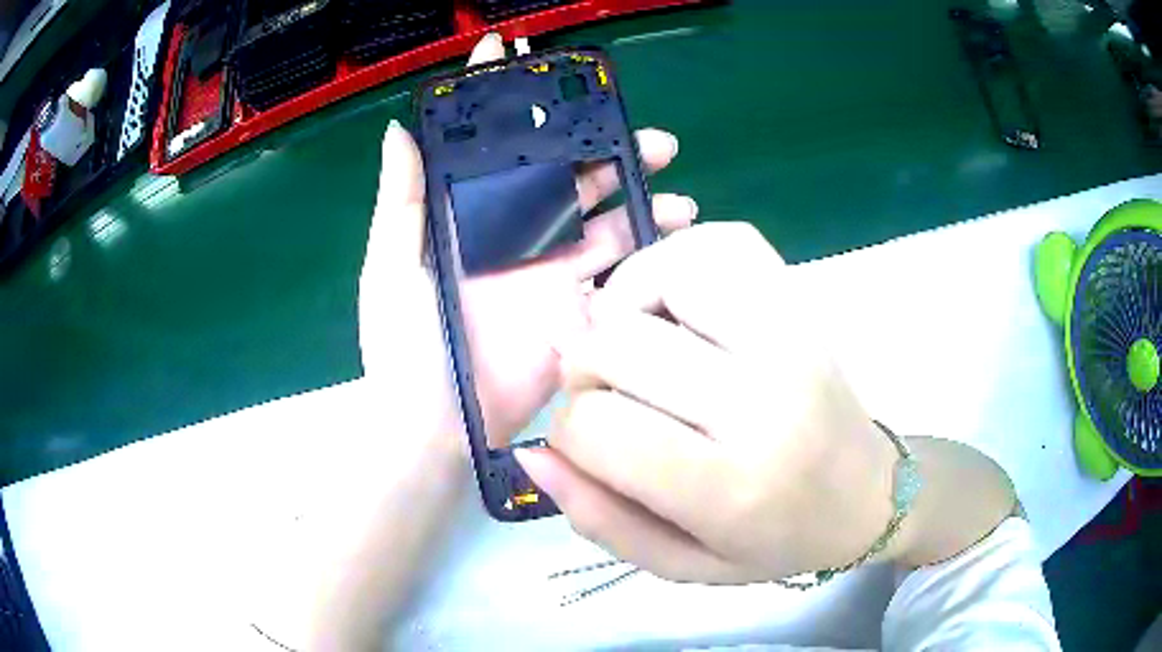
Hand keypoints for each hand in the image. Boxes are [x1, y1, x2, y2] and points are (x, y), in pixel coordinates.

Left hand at [359, 34, 695, 446]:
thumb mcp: (390, 267)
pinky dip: (651, 248)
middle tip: (641, 129)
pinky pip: (622, 270)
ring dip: (639, 190)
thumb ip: (401, 200)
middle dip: (601, 144)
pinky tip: (677, 229)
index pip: (491, 146)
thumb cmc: (404, 347)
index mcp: (468, 217)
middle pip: (566, 174)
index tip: (521, 56)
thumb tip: (401, 128)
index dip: (504, 100)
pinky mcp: (579, 309)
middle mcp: (514, 234)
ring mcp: (552, 271)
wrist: (436, 428)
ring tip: (672, 175)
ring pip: (605, 215)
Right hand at [516, 223, 899, 583]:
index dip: (568, 433)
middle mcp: (762, 402)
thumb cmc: (776, 540)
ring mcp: (789, 337)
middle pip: (616, 344)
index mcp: (729, 489)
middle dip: (584, 370)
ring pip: (665, 273)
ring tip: (638, 343)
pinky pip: (722, 241)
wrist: (869, 495)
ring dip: (625, 305)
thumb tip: (533, 453)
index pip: (595, 427)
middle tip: (607, 395)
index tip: (590, 446)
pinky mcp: (801, 302)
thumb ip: (600, 519)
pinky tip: (676, 303)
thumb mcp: (682, 564)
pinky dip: (678, 260)